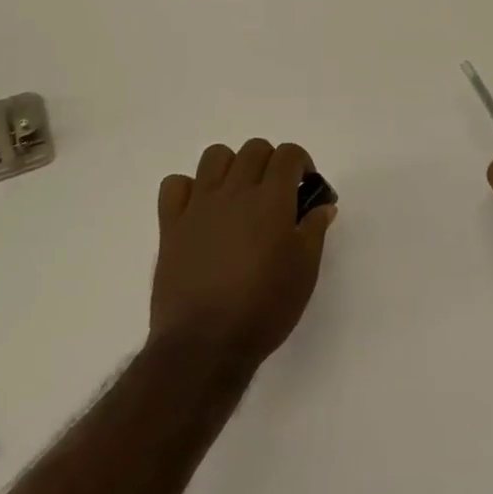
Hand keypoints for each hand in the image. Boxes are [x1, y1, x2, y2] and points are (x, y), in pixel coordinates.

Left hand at [150, 139, 336, 372]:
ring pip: (215, 156)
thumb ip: (314, 231)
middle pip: (254, 149)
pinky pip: (175, 185)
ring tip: (239, 196)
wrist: (205, 344)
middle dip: (271, 163)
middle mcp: (234, 191)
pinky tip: (201, 210)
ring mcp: (198, 205)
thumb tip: (322, 206)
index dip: (301, 163)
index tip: (305, 187)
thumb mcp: (305, 272)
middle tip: (276, 195)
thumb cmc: (264, 308)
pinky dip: (189, 189)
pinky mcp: (170, 224)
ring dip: (232, 167)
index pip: (288, 154)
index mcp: (271, 200)